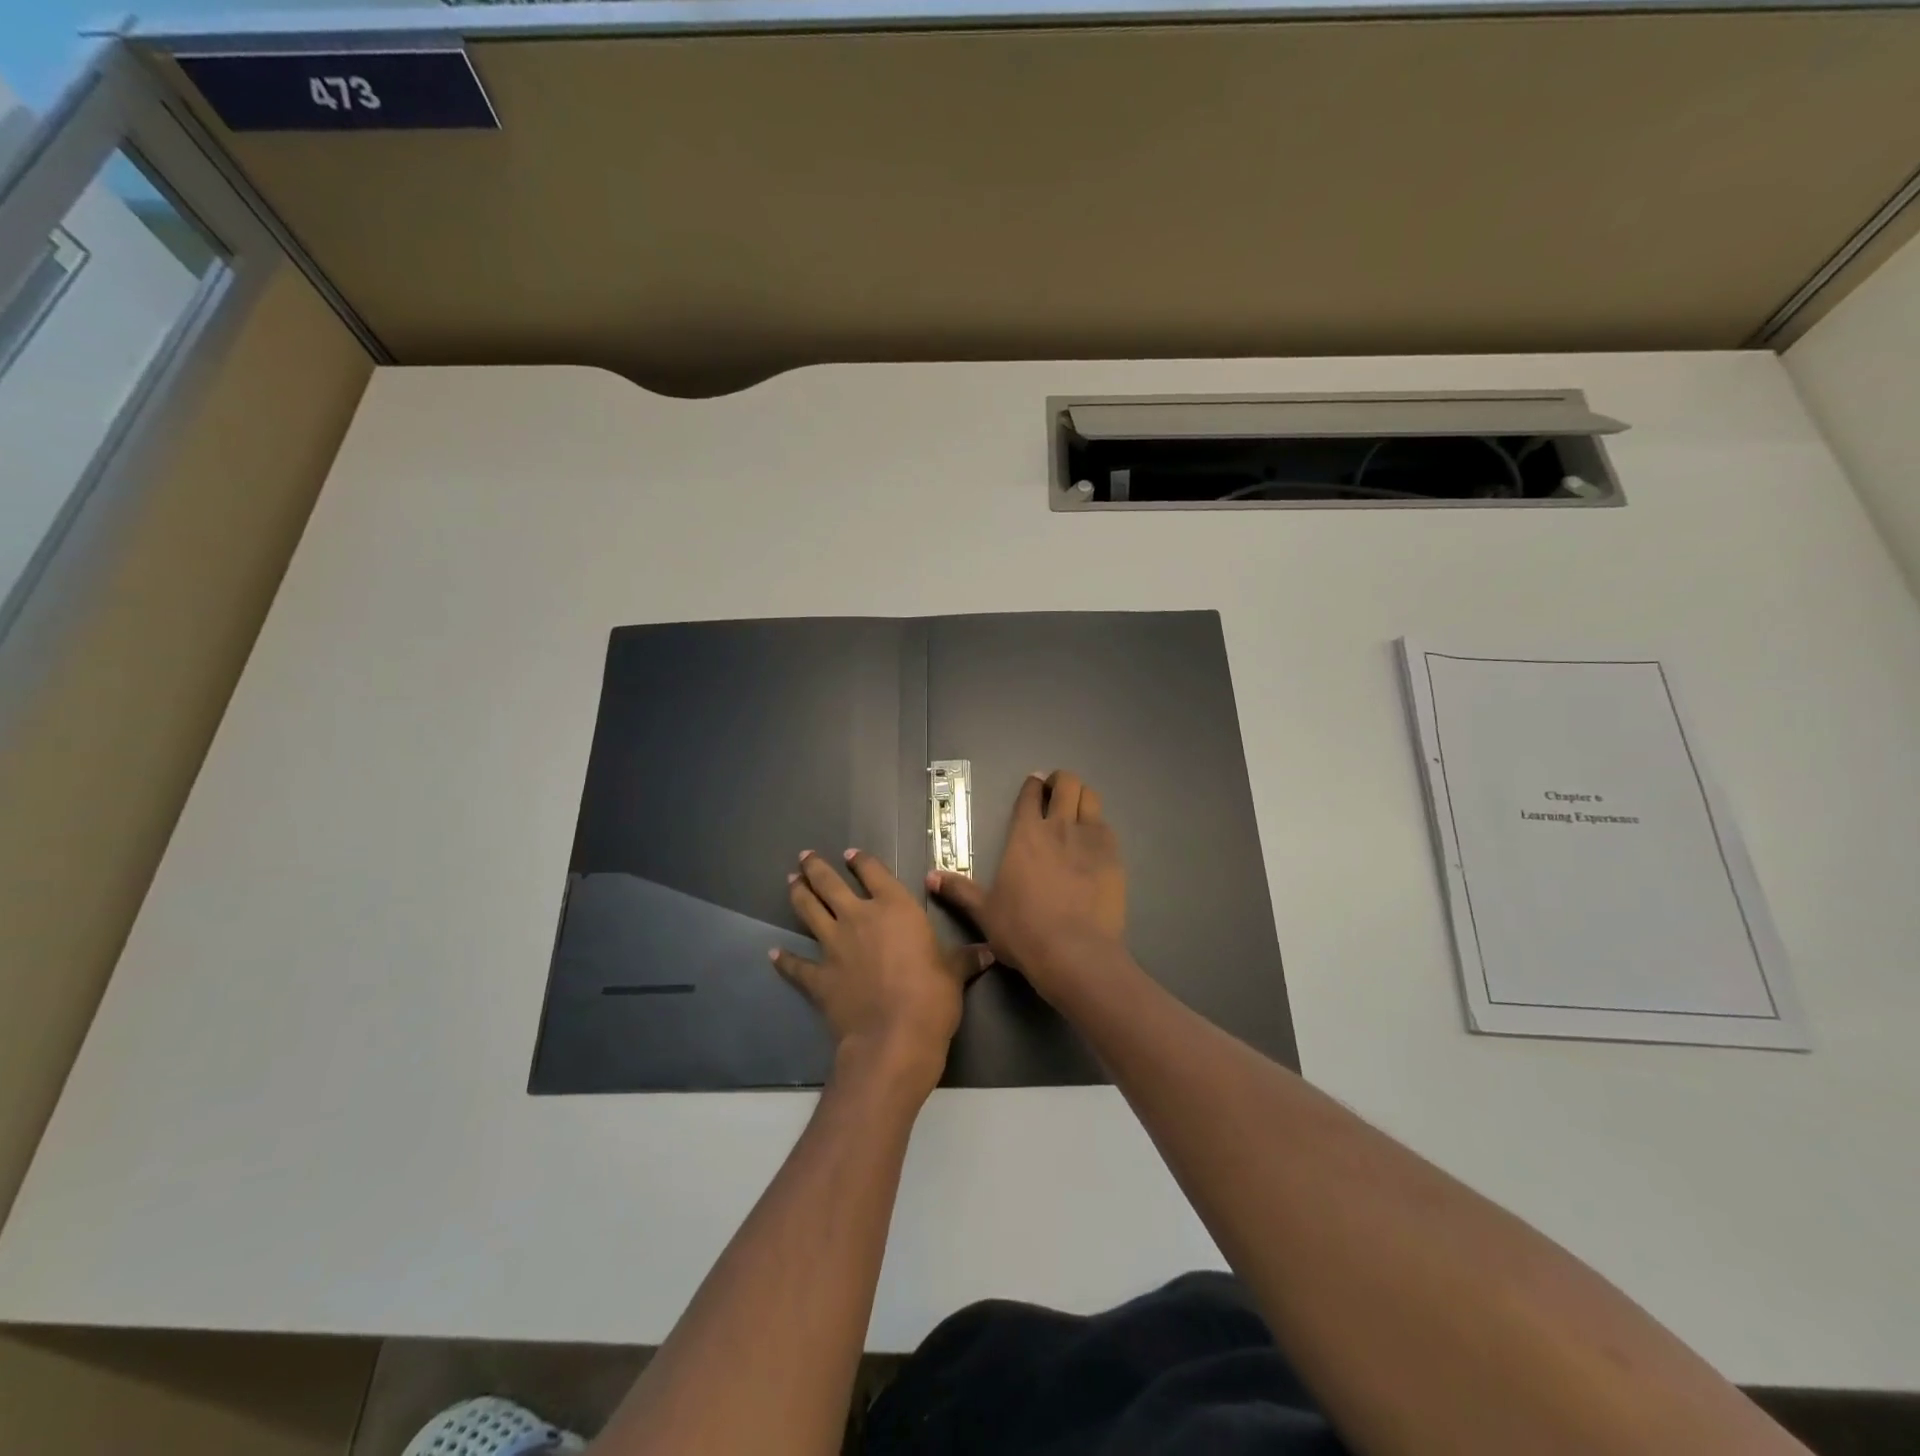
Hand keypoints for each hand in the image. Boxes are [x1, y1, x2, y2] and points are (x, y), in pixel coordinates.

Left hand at [772, 849, 989, 1098]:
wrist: (894, 1038)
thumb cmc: (932, 997)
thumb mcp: (955, 973)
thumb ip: (966, 958)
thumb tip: (989, 950)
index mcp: (895, 907)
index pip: (874, 873)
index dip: (861, 862)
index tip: (851, 855)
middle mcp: (859, 917)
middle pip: (830, 884)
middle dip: (816, 868)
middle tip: (805, 857)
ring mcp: (834, 946)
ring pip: (808, 911)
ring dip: (798, 895)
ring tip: (791, 882)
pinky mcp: (818, 977)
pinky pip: (796, 965)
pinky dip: (784, 960)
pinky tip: (773, 954)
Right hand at [928, 770, 1125, 1001]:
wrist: (1074, 952)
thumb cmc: (1023, 931)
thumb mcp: (984, 912)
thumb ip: (959, 890)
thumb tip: (929, 877)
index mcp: (1025, 834)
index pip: (1029, 795)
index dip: (1032, 785)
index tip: (1034, 784)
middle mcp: (1058, 827)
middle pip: (1066, 784)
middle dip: (1061, 781)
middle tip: (1056, 791)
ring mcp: (1090, 839)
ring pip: (1090, 797)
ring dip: (1082, 796)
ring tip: (1077, 808)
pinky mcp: (1114, 856)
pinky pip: (1107, 827)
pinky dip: (1099, 826)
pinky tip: (1094, 841)